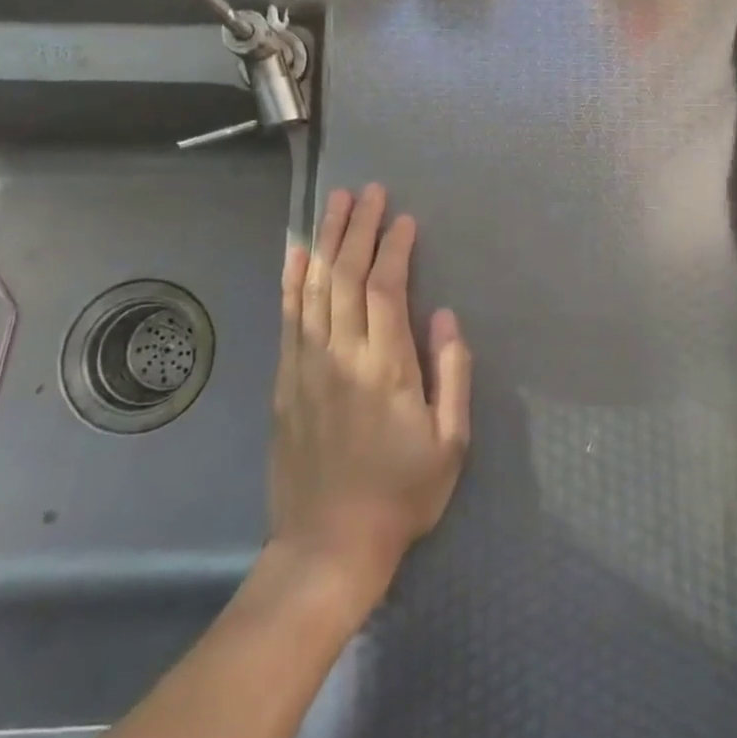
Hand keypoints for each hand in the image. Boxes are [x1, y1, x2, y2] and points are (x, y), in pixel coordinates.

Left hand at [269, 183, 472, 608]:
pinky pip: (287, 317)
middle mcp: (342, 355)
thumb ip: (451, 374)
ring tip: (334, 203)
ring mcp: (307, 366)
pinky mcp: (285, 381)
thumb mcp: (451, 442)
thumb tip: (445, 317)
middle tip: (368, 191)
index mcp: (386, 367)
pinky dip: (292, 279)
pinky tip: (296, 253)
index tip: (403, 219)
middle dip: (358, 228)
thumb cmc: (401, 494)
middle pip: (346, 276)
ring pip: (314, 288)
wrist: (329, 546)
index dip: (394, 248)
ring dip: (325, 241)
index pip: (386, 288)